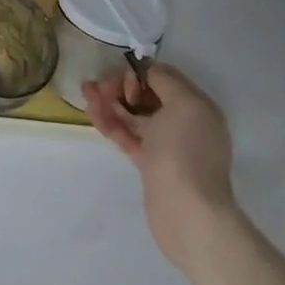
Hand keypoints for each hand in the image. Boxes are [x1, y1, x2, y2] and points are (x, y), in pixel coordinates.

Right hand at [84, 62, 236, 275]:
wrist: (187, 212)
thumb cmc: (185, 152)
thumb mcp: (184, 104)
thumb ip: (164, 79)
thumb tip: (146, 73)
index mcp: (197, 108)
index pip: (164, 78)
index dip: (141, 73)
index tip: (126, 84)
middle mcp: (184, 123)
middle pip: (146, 95)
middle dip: (121, 86)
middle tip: (101, 89)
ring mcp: (166, 146)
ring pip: (133, 115)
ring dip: (109, 101)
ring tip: (86, 92)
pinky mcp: (149, 163)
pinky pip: (127, 135)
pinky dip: (110, 121)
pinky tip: (92, 110)